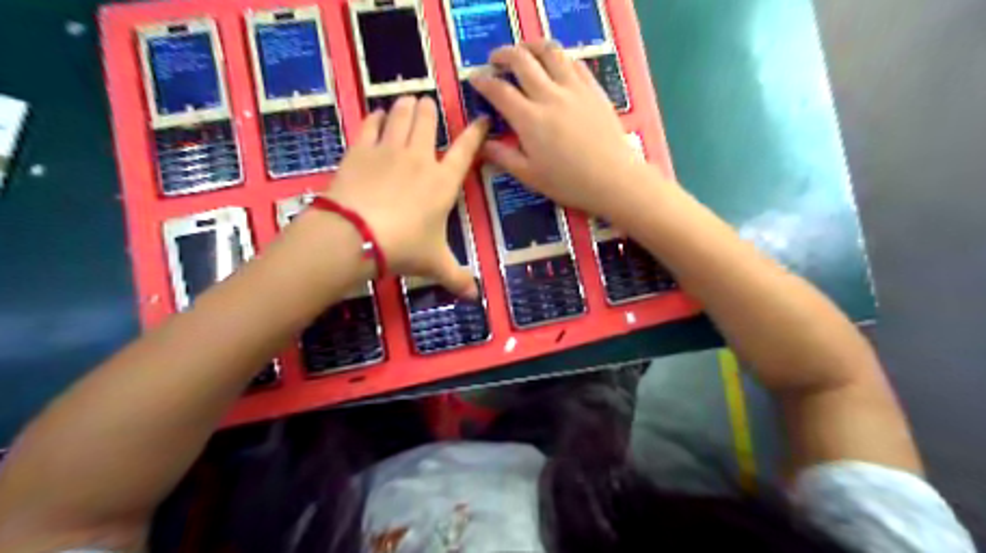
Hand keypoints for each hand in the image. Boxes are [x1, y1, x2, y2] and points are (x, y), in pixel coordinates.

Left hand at [323, 98, 485, 300]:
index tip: (480, 119)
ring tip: (408, 100)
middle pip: (428, 120)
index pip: (466, 150)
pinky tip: (378, 115)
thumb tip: (476, 297)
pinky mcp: (361, 149)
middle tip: (428, 106)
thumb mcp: (434, 264)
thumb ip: (457, 278)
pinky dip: (376, 117)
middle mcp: (420, 158)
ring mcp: (389, 150)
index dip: (476, 133)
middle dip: (431, 110)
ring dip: (406, 105)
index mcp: (444, 182)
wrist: (355, 236)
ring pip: (401, 114)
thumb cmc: (403, 247)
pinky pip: (371, 124)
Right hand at [470, 40, 648, 217]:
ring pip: (549, 52)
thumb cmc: (569, 182)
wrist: (613, 179)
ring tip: (524, 52)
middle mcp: (549, 95)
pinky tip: (555, 64)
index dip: (483, 81)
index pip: (499, 90)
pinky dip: (558, 57)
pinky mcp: (593, 89)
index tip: (474, 79)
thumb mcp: (530, 176)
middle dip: (502, 55)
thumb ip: (504, 157)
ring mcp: (574, 88)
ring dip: (531, 46)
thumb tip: (482, 144)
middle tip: (495, 60)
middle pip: (521, 60)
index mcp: (529, 119)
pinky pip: (573, 62)